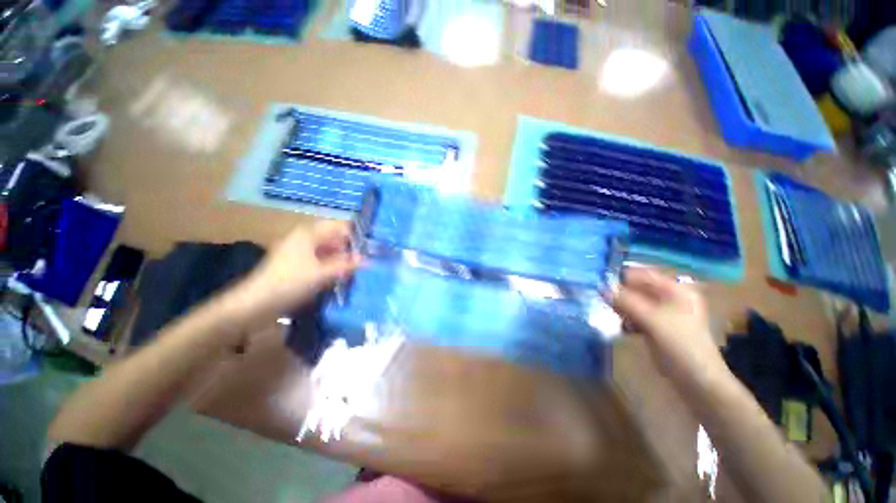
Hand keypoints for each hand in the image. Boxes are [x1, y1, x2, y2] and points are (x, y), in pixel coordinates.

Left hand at [228, 221, 360, 325]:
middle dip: (350, 247)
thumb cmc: (290, 283)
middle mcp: (305, 238)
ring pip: (328, 249)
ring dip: (342, 257)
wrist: (256, 303)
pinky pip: (321, 259)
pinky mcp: (297, 263)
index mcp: (309, 234)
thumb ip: (346, 265)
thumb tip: (368, 260)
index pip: (339, 225)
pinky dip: (332, 264)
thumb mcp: (322, 274)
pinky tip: (342, 275)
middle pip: (334, 237)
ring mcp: (300, 251)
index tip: (370, 245)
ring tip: (358, 268)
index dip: (355, 233)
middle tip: (367, 258)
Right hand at [611, 267, 726, 384]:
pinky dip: (626, 317)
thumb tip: (601, 287)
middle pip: (637, 287)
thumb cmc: (679, 345)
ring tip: (611, 314)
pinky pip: (636, 314)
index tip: (599, 284)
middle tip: (602, 300)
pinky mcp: (658, 325)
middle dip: (619, 293)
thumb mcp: (651, 320)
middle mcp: (670, 297)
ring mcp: (664, 312)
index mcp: (675, 289)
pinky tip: (621, 326)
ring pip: (635, 301)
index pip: (642, 273)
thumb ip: (625, 301)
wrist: (697, 381)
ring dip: (621, 306)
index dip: (621, 277)